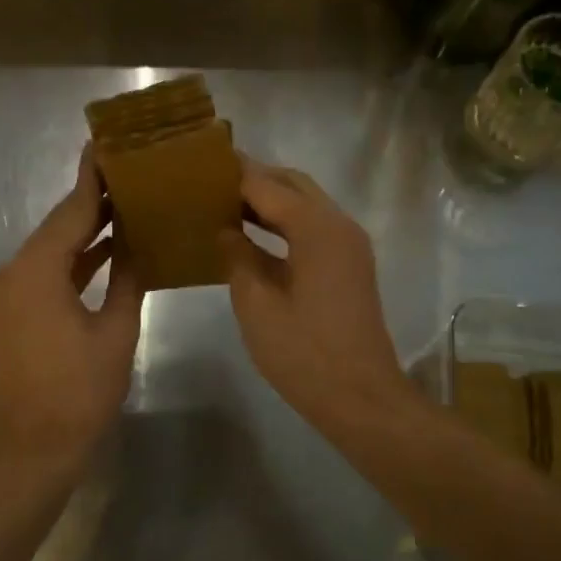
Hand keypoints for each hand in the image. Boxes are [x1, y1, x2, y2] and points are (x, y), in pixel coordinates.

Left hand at [0, 149, 143, 473]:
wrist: (34, 447)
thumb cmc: (80, 390)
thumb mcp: (115, 331)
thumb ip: (127, 278)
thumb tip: (139, 242)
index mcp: (37, 271)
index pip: (71, 212)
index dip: (93, 179)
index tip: (108, 145)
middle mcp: (14, 272)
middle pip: (59, 225)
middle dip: (93, 199)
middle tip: (129, 169)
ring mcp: (10, 292)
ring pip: (53, 248)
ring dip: (85, 229)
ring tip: (125, 200)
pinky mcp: (14, 309)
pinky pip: (47, 270)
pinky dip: (74, 258)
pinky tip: (106, 246)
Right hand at [218, 158, 415, 435]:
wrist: (360, 397)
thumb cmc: (304, 353)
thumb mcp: (257, 304)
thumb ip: (238, 257)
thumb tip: (225, 230)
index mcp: (317, 229)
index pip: (268, 185)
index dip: (234, 173)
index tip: (200, 163)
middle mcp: (339, 225)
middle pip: (292, 185)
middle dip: (254, 178)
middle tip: (211, 180)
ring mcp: (348, 245)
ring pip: (305, 204)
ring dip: (269, 199)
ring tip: (223, 201)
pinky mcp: (348, 265)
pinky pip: (312, 227)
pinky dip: (283, 222)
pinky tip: (251, 233)